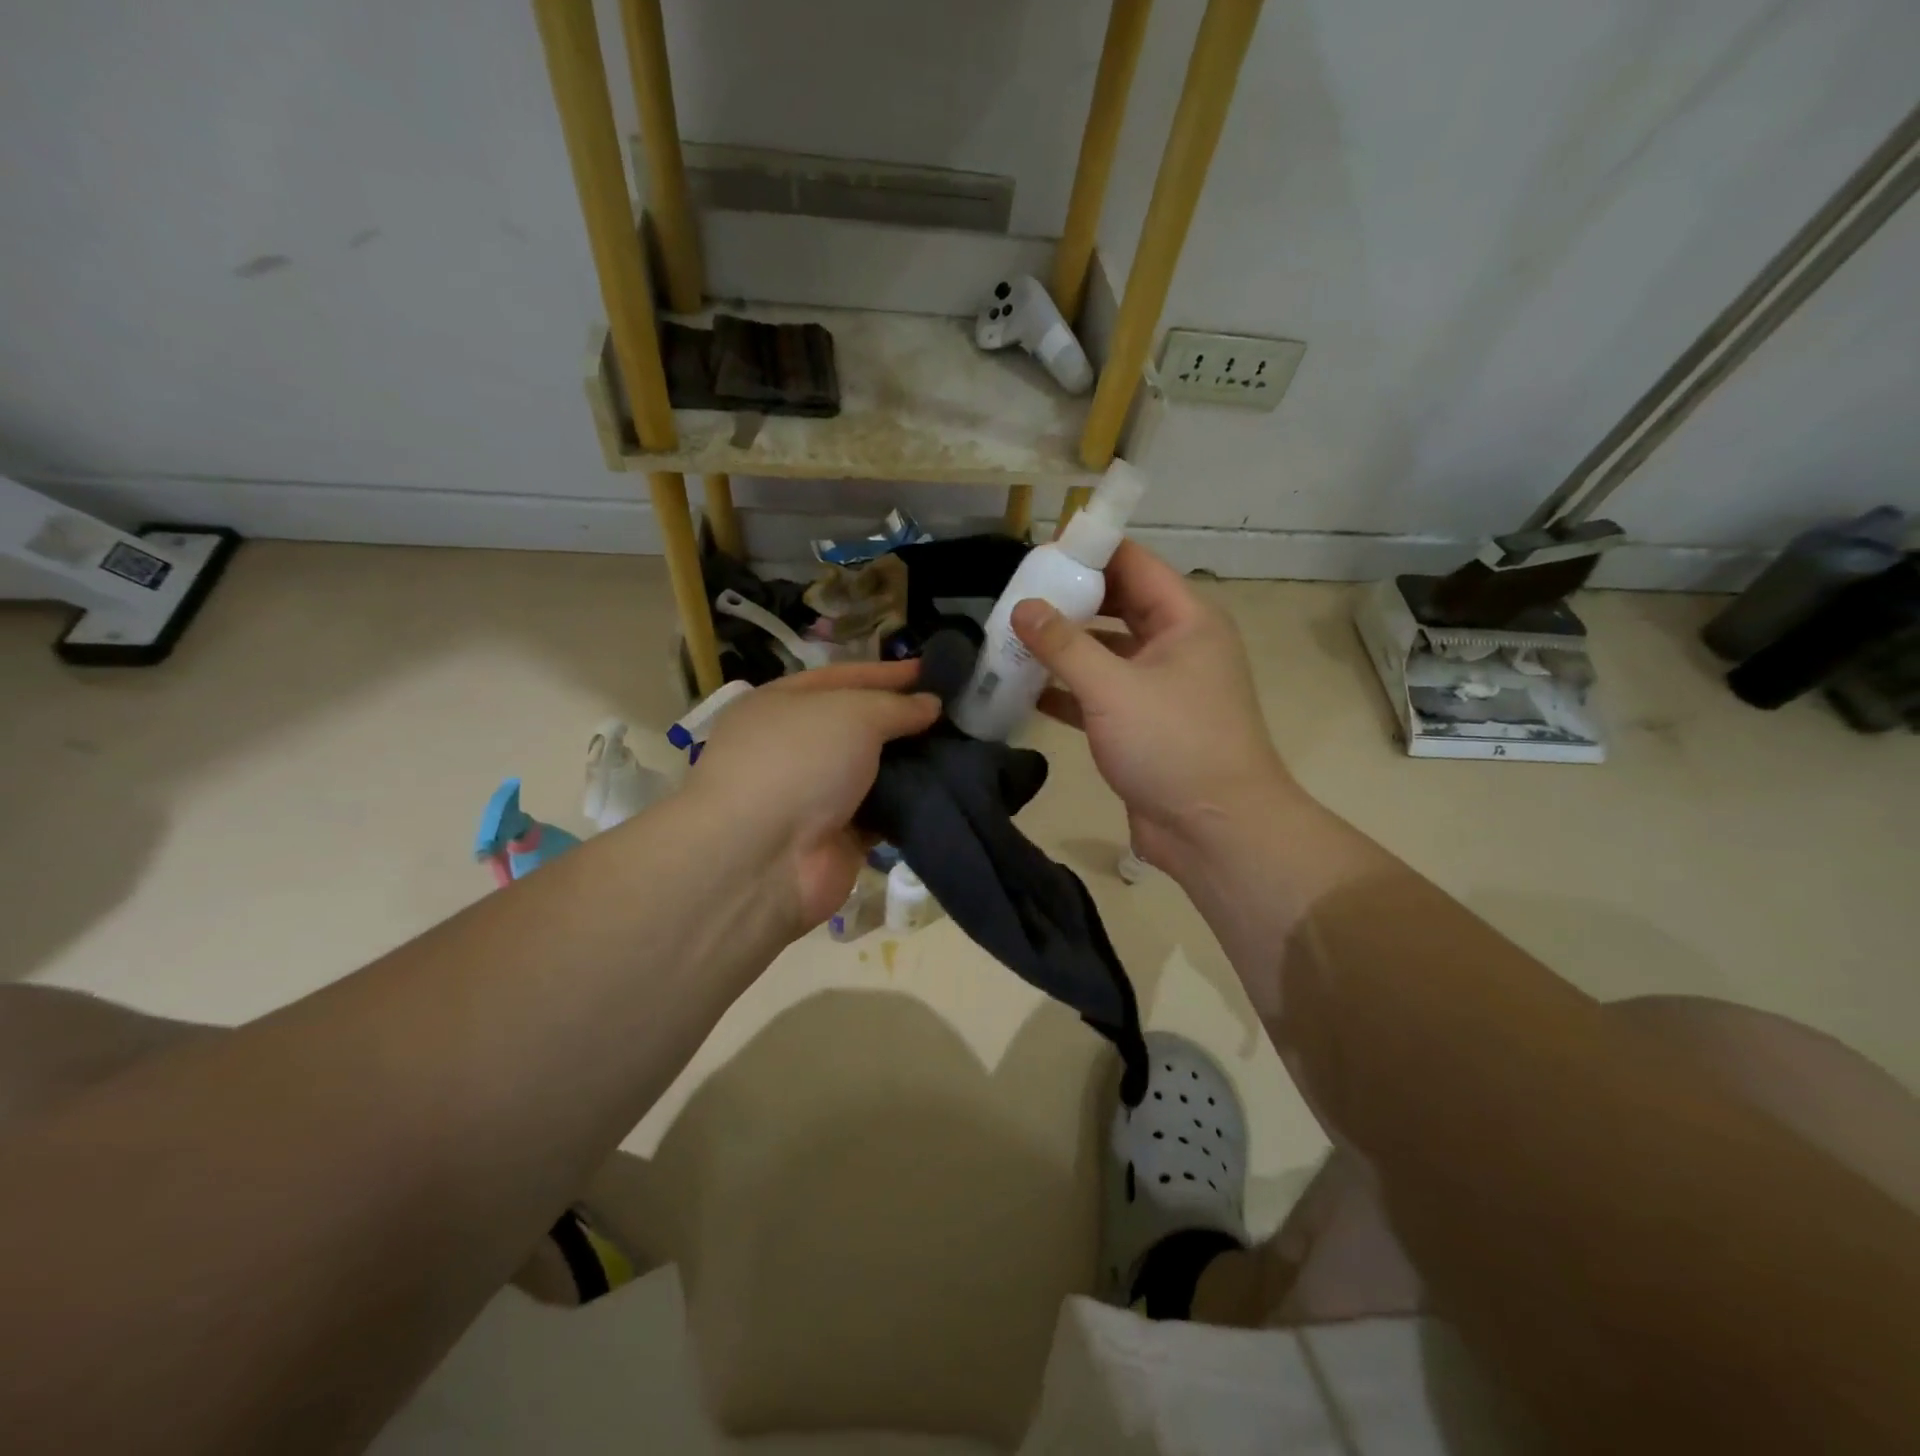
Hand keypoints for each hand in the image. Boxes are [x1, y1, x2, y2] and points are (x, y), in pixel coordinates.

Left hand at [688, 662, 938, 931]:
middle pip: (859, 725)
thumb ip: (895, 706)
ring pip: (873, 771)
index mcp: (782, 704)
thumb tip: (930, 705)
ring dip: (912, 764)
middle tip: (956, 714)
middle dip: (904, 720)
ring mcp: (814, 795)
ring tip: (963, 750)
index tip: (935, 671)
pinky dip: (908, 805)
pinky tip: (947, 791)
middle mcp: (794, 746)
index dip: (888, 673)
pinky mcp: (837, 837)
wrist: (763, 859)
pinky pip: (881, 814)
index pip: (843, 678)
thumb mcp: (851, 714)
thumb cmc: (799, 762)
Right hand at [1011, 540, 1290, 876]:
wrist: (1215, 831)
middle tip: (1016, 596)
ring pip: (1106, 652)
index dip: (1088, 552)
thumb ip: (1064, 645)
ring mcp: (1160, 687)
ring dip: (1064, 647)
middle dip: (1070, 600)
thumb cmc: (1173, 745)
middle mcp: (1176, 645)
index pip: (1134, 564)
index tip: (1037, 553)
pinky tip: (1025, 690)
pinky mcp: (1142, 725)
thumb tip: (1022, 607)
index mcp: (1186, 620)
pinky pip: (1100, 694)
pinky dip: (1067, 690)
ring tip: (1011, 638)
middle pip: (1118, 605)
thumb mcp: (1113, 688)